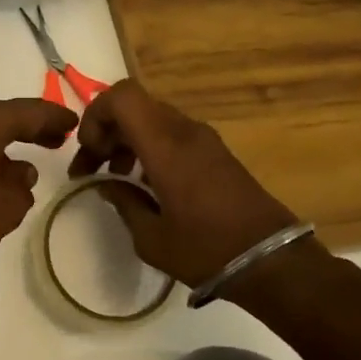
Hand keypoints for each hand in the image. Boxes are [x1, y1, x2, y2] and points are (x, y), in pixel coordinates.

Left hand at [0, 96, 77, 277]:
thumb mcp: (5, 207)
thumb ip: (21, 187)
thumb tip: (20, 172)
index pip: (29, 111)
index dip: (55, 118)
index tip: (74, 123)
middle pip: (2, 116)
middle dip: (30, 128)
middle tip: (56, 139)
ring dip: (3, 143)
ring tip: (23, 163)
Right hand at [69, 80, 299, 286]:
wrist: (272, 262)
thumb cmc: (206, 250)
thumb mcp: (150, 238)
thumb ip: (123, 202)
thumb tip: (107, 184)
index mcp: (166, 145)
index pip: (121, 97)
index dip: (95, 115)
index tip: (89, 152)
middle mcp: (185, 131)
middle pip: (134, 106)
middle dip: (106, 131)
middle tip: (92, 169)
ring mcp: (204, 140)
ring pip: (152, 119)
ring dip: (127, 140)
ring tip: (116, 178)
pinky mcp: (216, 153)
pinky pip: (171, 134)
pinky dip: (149, 148)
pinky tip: (146, 184)